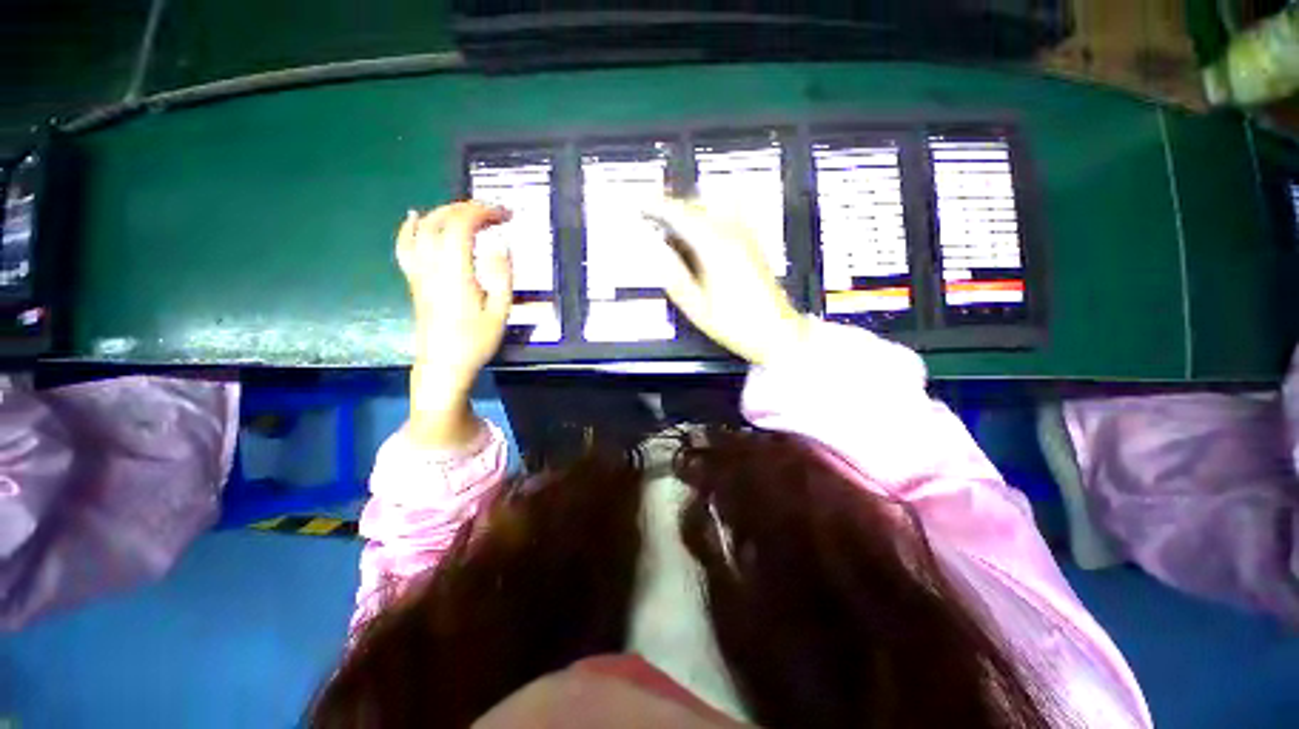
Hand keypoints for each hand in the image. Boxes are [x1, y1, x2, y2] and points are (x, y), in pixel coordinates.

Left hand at [397, 201, 512, 447]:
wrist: (444, 364)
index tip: (505, 214)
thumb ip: (502, 276)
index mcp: (455, 273)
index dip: (482, 213)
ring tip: (467, 213)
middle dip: (467, 208)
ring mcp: (418, 272)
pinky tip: (415, 216)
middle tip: (493, 212)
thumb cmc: (476, 341)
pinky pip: (405, 246)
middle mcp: (432, 266)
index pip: (461, 227)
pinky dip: (410, 227)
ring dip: (445, 213)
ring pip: (422, 228)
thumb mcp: (500, 312)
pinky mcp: (414, 280)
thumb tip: (501, 244)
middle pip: (440, 221)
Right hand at [645, 198, 808, 365]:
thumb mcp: (697, 307)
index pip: (681, 215)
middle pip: (697, 206)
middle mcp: (733, 234)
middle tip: (652, 215)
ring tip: (674, 227)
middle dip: (672, 206)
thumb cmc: (736, 324)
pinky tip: (701, 234)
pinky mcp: (753, 243)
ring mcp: (746, 236)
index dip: (658, 206)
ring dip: (690, 210)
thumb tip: (655, 252)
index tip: (641, 204)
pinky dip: (707, 217)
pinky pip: (727, 216)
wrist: (776, 331)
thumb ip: (674, 277)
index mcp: (716, 247)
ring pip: (713, 208)